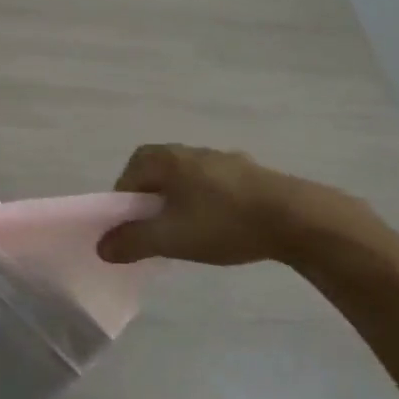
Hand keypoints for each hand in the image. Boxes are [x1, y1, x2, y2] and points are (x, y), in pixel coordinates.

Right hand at [97, 143, 384, 266]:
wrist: (296, 218)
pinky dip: (208, 204)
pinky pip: (215, 186)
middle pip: (158, 173)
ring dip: (181, 202)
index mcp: (168, 159)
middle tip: (157, 230)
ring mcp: (225, 159)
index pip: (130, 172)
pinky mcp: (251, 174)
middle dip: (152, 201)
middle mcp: (192, 151)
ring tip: (189, 232)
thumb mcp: (169, 238)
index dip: (124, 200)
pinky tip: (222, 228)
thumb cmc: (223, 223)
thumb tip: (102, 247)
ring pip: (188, 179)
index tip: (131, 227)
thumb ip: (131, 242)